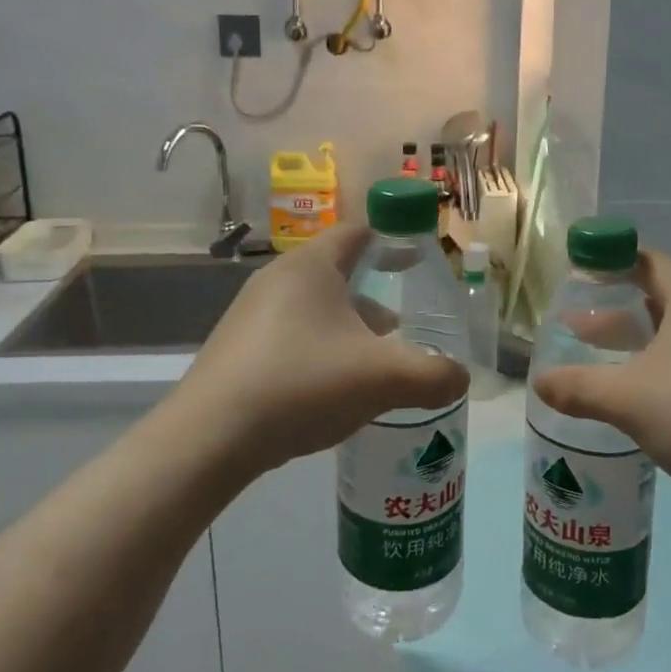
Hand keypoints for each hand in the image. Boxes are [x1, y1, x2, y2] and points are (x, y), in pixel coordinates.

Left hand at [176, 223, 468, 475]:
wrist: (209, 438)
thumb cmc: (302, 384)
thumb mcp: (382, 379)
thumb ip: (433, 376)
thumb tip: (461, 378)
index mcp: (311, 267)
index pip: (358, 233)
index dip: (392, 242)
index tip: (417, 261)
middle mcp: (277, 279)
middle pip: (337, 273)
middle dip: (373, 295)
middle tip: (402, 324)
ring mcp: (250, 314)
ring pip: (313, 307)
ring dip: (347, 326)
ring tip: (371, 361)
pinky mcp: (236, 348)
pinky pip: (290, 334)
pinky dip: (319, 347)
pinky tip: (330, 387)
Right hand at [531, 251, 670, 528]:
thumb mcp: (628, 398)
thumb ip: (578, 387)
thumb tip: (539, 382)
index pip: (644, 260)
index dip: (607, 263)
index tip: (575, 277)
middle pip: (658, 295)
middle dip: (615, 310)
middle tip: (576, 325)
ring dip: (638, 342)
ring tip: (602, 360)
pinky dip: (663, 365)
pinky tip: (643, 396)